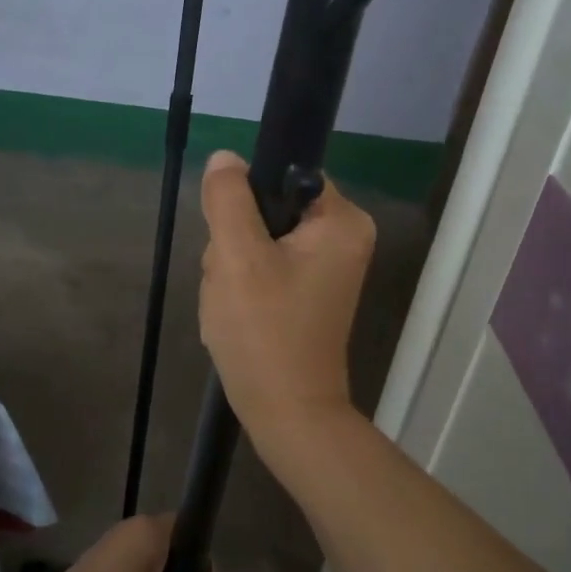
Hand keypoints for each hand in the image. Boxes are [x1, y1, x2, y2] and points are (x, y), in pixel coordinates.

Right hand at [198, 150, 374, 449]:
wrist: (286, 413)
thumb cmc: (265, 332)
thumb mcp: (237, 257)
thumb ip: (228, 199)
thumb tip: (226, 158)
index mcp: (342, 221)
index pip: (284, 175)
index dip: (247, 202)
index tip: (233, 240)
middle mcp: (344, 239)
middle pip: (268, 210)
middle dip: (236, 243)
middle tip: (233, 282)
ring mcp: (326, 269)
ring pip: (259, 241)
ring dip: (233, 269)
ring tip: (234, 304)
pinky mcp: (307, 293)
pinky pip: (265, 269)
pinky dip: (244, 288)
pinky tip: (238, 314)